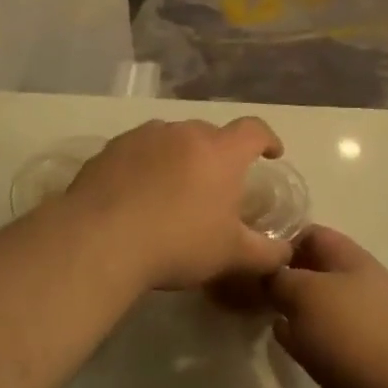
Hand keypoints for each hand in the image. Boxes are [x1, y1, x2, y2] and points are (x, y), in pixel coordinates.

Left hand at [63, 118, 293, 291]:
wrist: (101, 240)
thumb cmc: (178, 243)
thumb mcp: (232, 256)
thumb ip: (267, 254)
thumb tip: (286, 254)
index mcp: (220, 152)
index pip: (254, 131)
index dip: (267, 140)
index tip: (272, 154)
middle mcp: (184, 133)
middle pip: (210, 135)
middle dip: (219, 155)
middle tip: (217, 186)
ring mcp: (144, 137)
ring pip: (172, 140)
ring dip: (180, 158)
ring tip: (174, 190)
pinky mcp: (110, 149)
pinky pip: (138, 150)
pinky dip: (146, 165)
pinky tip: (137, 195)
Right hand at [227, 226, 387, 387]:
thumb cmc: (350, 333)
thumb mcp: (305, 292)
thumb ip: (278, 277)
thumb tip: (264, 274)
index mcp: (353, 260)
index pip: (312, 234)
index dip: (280, 238)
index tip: (248, 252)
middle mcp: (355, 287)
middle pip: (310, 271)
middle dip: (279, 275)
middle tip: (241, 283)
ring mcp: (353, 325)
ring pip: (311, 306)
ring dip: (285, 307)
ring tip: (250, 308)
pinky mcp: (347, 358)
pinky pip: (315, 338)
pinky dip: (296, 336)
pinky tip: (277, 339)